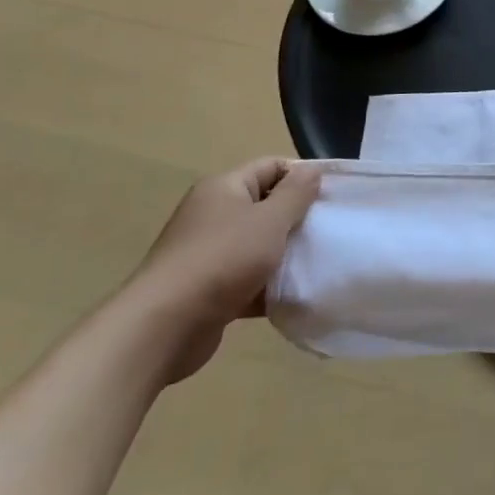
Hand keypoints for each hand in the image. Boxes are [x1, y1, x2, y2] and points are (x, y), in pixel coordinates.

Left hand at [126, 158, 321, 383]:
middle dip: (297, 218)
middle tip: (330, 230)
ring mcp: (208, 253)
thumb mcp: (269, 221)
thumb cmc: (222, 260)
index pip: (272, 167)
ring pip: (258, 244)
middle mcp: (213, 214)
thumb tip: (312, 170)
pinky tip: (294, 294)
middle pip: (266, 205)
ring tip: (319, 262)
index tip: (332, 196)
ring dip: (285, 254)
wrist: (162, 328)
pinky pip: (247, 278)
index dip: (303, 176)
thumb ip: (296, 194)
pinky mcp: (208, 289)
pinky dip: (268, 284)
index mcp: (224, 188)